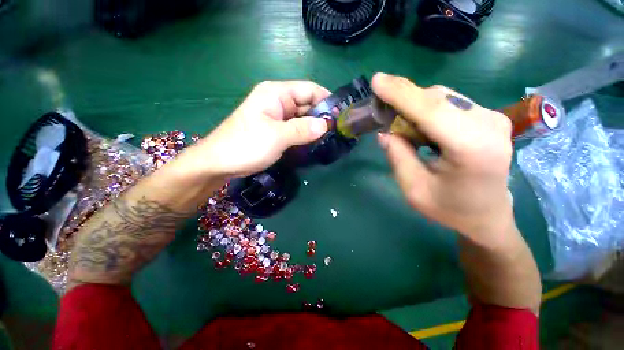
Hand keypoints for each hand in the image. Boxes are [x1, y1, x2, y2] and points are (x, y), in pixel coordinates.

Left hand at [186, 81, 329, 177]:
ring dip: (314, 127)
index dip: (326, 100)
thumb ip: (302, 129)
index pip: (309, 89)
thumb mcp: (277, 136)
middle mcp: (277, 100)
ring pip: (302, 117)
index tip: (341, 115)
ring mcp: (276, 116)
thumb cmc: (245, 145)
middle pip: (306, 103)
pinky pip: (295, 128)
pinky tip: (314, 142)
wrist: (219, 163)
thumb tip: (326, 125)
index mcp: (276, 93)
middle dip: (322, 116)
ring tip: (330, 138)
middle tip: (338, 132)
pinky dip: (305, 134)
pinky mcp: (275, 129)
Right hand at [373, 73, 514, 246]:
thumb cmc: (450, 209)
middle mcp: (488, 125)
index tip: (376, 81)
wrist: (487, 216)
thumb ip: (398, 157)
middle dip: (404, 99)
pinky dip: (427, 109)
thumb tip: (384, 132)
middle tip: (380, 110)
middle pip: (437, 99)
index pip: (431, 110)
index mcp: (472, 148)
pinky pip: (450, 104)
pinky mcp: (489, 118)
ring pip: (443, 98)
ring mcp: (493, 118)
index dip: (401, 93)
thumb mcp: (414, 189)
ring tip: (400, 124)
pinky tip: (419, 126)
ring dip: (414, 105)